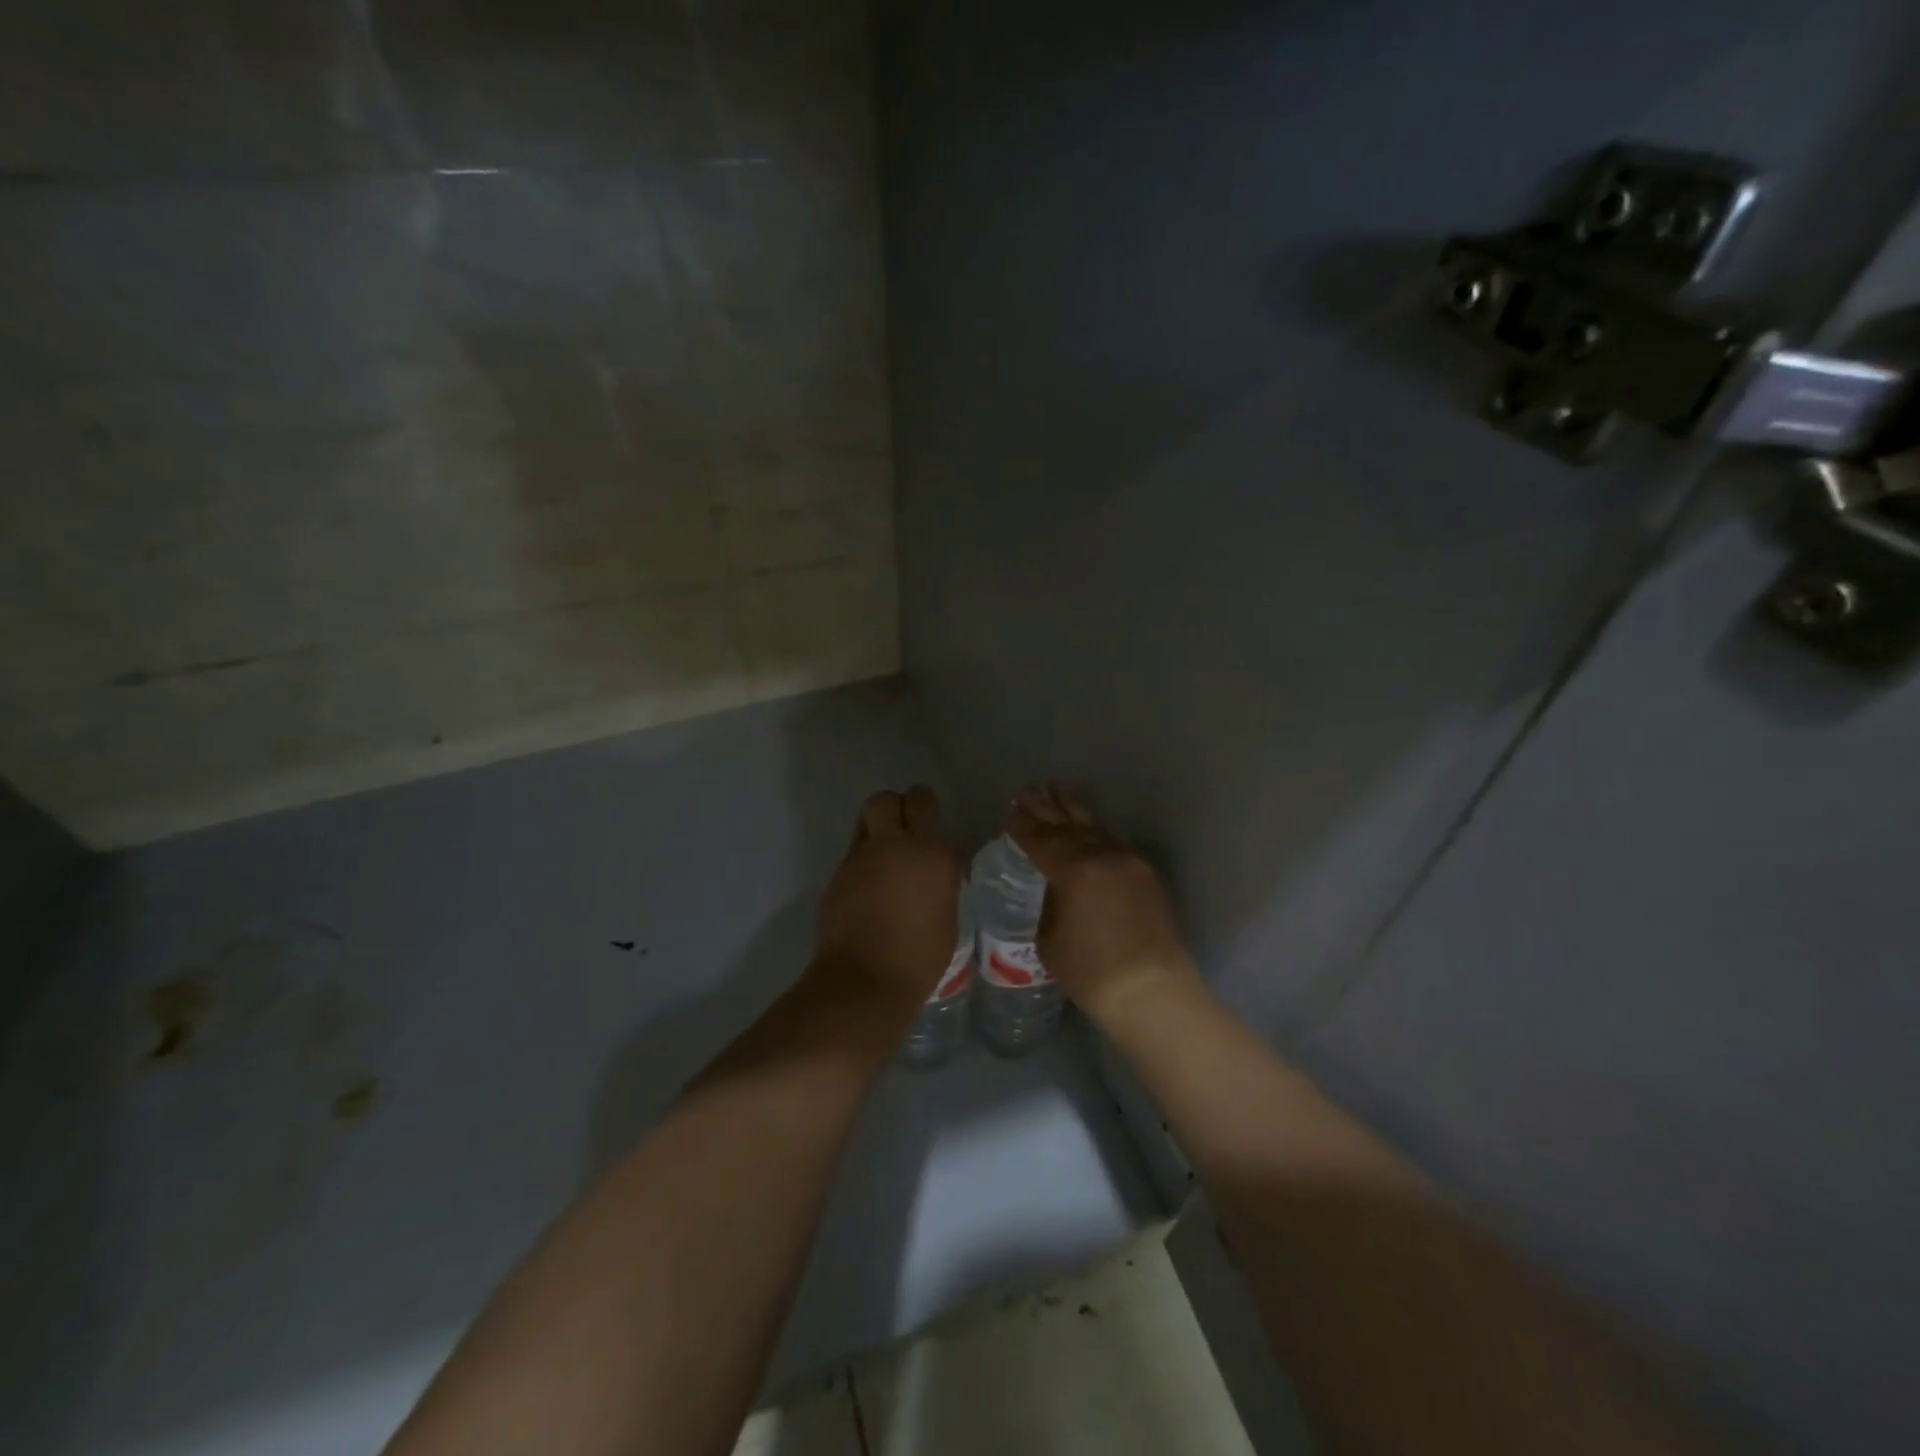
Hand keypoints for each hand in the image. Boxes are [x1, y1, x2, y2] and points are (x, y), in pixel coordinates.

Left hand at [813, 787, 964, 1016]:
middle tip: (902, 831)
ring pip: (865, 821)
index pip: (923, 802)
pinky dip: (862, 861)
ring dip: (875, 830)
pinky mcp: (837, 875)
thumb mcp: (948, 914)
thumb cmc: (920, 958)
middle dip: (893, 808)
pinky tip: (869, 889)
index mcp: (931, 853)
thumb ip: (942, 880)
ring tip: (884, 857)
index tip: (927, 822)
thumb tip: (938, 867)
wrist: (865, 982)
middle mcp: (894, 846)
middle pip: (885, 799)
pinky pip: (853, 853)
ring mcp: (861, 859)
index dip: (923, 806)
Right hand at [1007, 784, 1198, 1027]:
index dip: (1022, 826)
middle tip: (1027, 791)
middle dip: (1045, 808)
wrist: (1152, 991)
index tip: (1009, 812)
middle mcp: (1101, 855)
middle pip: (1066, 825)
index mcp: (1072, 870)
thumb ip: (1049, 905)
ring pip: (1094, 827)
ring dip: (1073, 809)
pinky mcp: (1145, 874)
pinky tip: (1089, 825)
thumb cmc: (1091, 972)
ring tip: (1057, 790)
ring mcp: (1127, 862)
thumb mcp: (1050, 939)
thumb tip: (1053, 890)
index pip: (1040, 840)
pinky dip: (1096, 829)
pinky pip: (1114, 841)